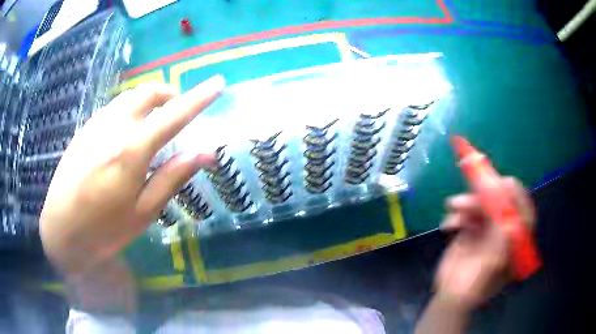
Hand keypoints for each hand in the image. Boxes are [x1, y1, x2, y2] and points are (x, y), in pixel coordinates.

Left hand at [40, 76, 224, 276]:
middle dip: (169, 95)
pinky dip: (129, 110)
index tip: (218, 83)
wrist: (60, 230)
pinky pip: (113, 108)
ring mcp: (95, 125)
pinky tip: (125, 134)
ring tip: (152, 124)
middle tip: (177, 112)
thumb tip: (206, 153)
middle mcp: (114, 127)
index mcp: (132, 149)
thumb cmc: (103, 230)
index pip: (174, 114)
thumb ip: (173, 177)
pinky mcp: (84, 130)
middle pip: (148, 92)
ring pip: (129, 97)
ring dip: (148, 102)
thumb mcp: (143, 212)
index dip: (199, 98)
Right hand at [435, 177, 535, 308]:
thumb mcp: (487, 268)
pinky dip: (458, 215)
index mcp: (514, 244)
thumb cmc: (470, 288)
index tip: (507, 183)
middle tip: (477, 185)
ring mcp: (488, 232)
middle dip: (488, 196)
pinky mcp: (473, 230)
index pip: (524, 216)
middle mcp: (504, 234)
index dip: (518, 198)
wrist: (447, 295)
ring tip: (454, 205)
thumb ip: (499, 245)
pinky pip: (468, 214)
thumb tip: (511, 222)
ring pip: (483, 207)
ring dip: (468, 203)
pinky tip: (448, 225)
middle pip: (502, 206)